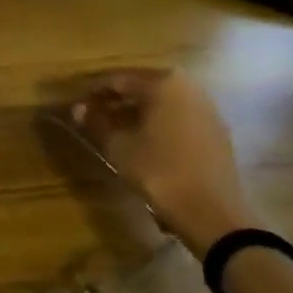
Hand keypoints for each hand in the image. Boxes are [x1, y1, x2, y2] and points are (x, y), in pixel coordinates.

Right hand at [74, 68, 255, 259]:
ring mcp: (206, 108)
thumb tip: (78, 108)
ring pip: (162, 102)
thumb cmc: (160, 172)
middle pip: (142, 87)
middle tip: (93, 114)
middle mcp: (188, 87)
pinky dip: (158, 122)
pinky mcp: (216, 130)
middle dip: (116, 99)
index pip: (118, 79)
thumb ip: (96, 122)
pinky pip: (179, 116)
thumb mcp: (119, 147)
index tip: (76, 103)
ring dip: (137, 111)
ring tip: (115, 127)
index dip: (93, 91)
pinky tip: (144, 139)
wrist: (213, 213)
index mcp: (163, 83)